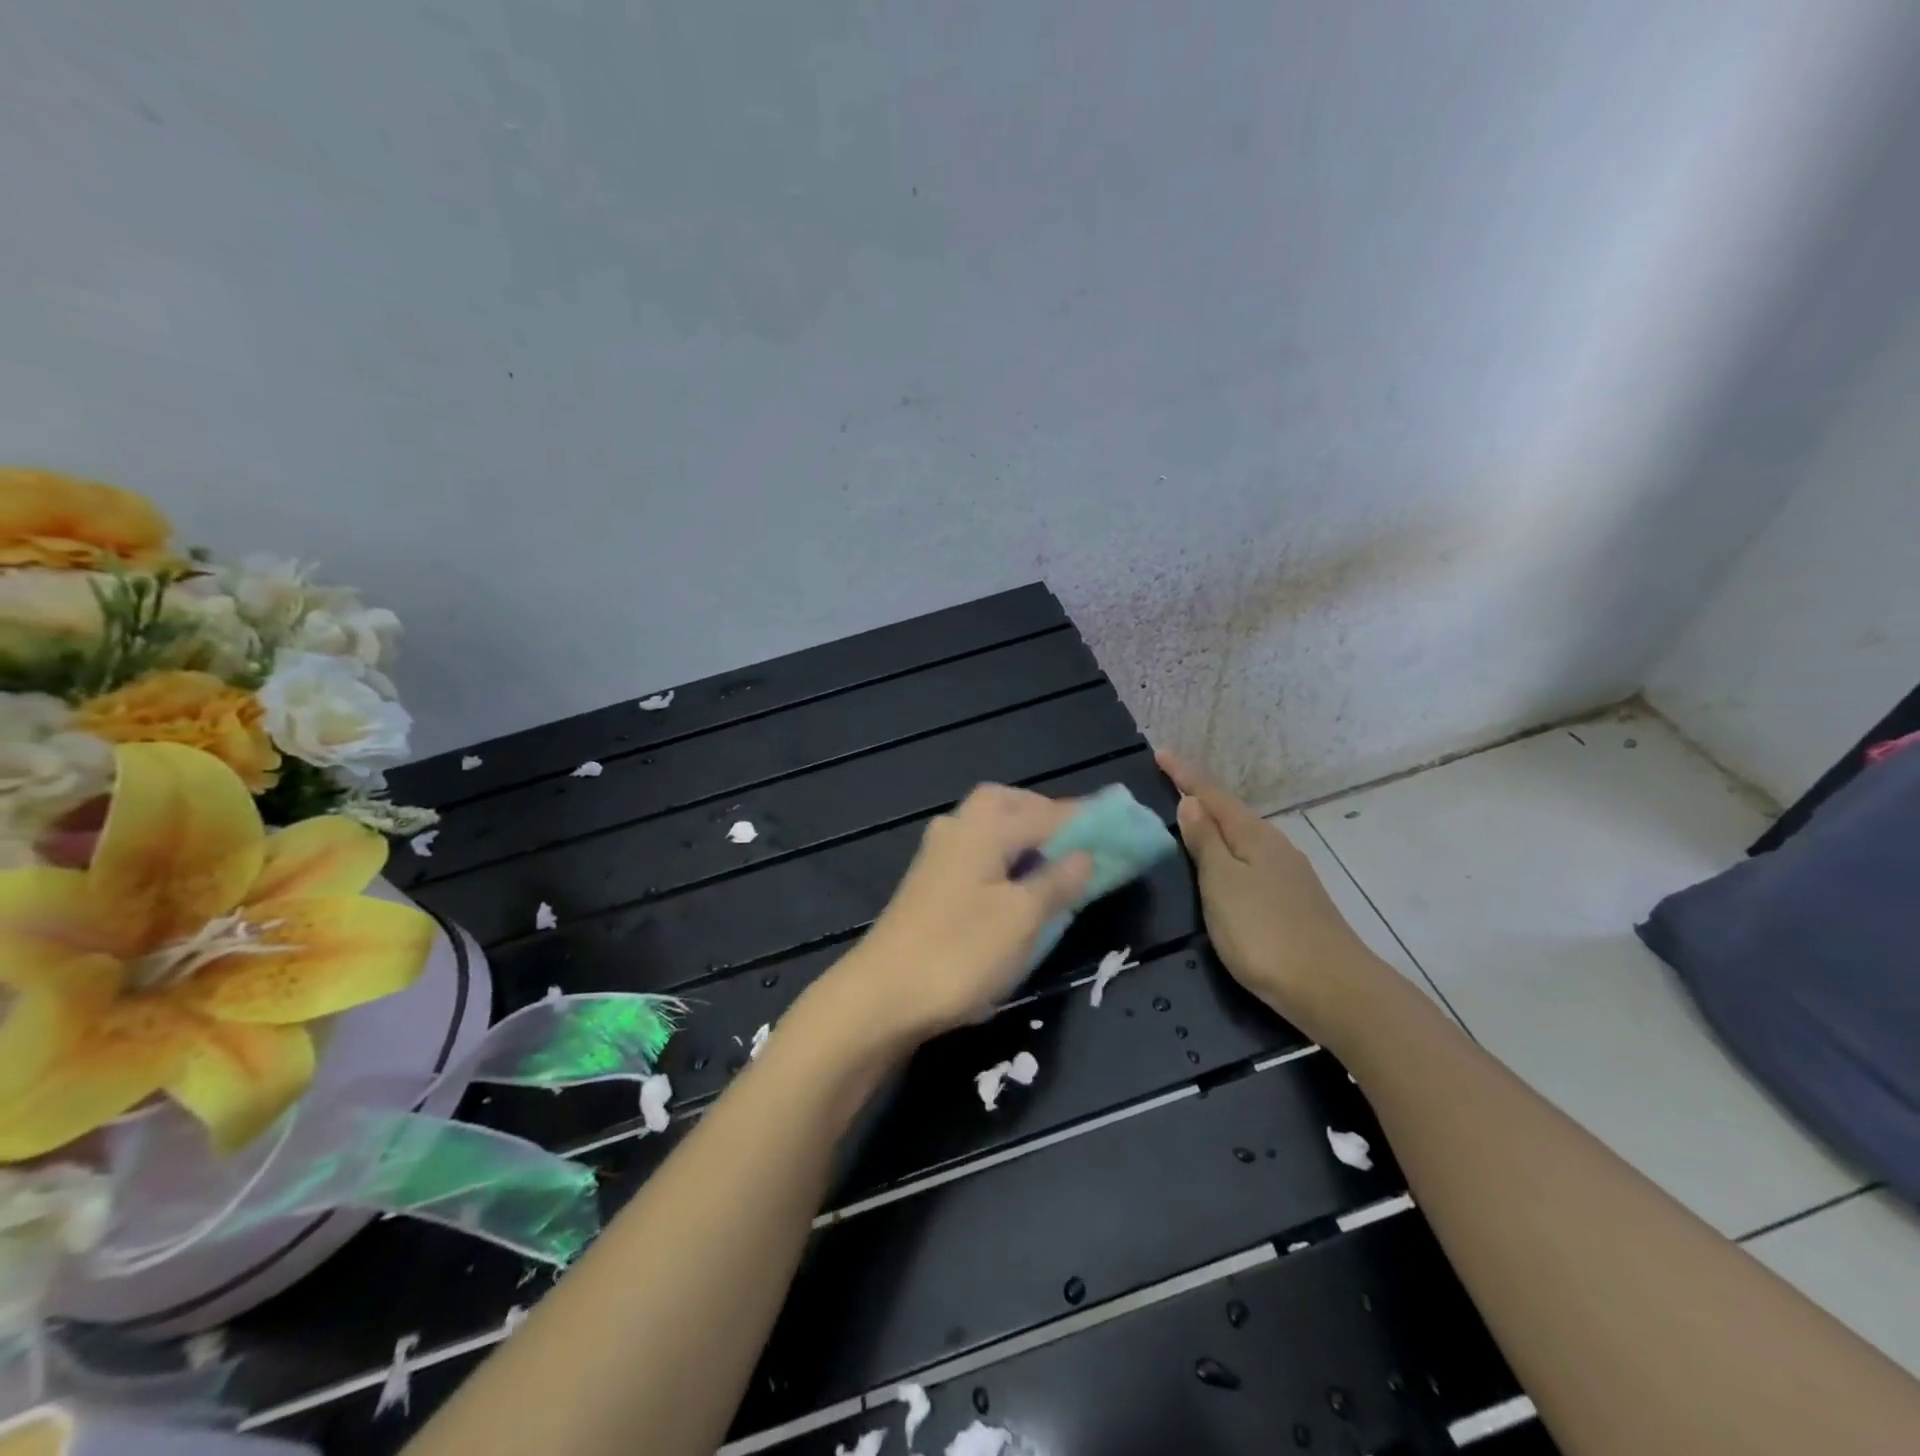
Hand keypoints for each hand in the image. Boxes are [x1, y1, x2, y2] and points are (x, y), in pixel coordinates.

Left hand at [826, 785, 1091, 1041]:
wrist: (880, 997)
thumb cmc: (959, 953)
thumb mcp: (1023, 919)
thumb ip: (1058, 881)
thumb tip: (1085, 855)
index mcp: (984, 827)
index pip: (1047, 811)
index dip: (1087, 819)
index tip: (1123, 825)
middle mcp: (958, 829)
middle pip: (1009, 805)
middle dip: (1047, 816)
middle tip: (1080, 842)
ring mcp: (938, 856)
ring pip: (990, 829)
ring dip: (1024, 836)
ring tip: (1055, 864)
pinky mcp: (928, 885)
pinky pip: (978, 855)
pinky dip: (1004, 859)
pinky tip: (1015, 887)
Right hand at [1157, 750, 1388, 1042]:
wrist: (1332, 989)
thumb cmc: (1265, 932)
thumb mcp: (1223, 884)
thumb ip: (1205, 843)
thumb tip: (1191, 802)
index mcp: (1254, 836)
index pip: (1212, 795)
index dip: (1185, 775)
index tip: (1160, 753)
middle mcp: (1274, 847)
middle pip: (1231, 812)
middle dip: (1200, 796)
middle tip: (1170, 784)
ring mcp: (1288, 875)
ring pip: (1243, 837)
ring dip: (1215, 825)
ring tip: (1190, 821)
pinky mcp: (1293, 901)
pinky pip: (1251, 860)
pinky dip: (1229, 852)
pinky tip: (1224, 865)